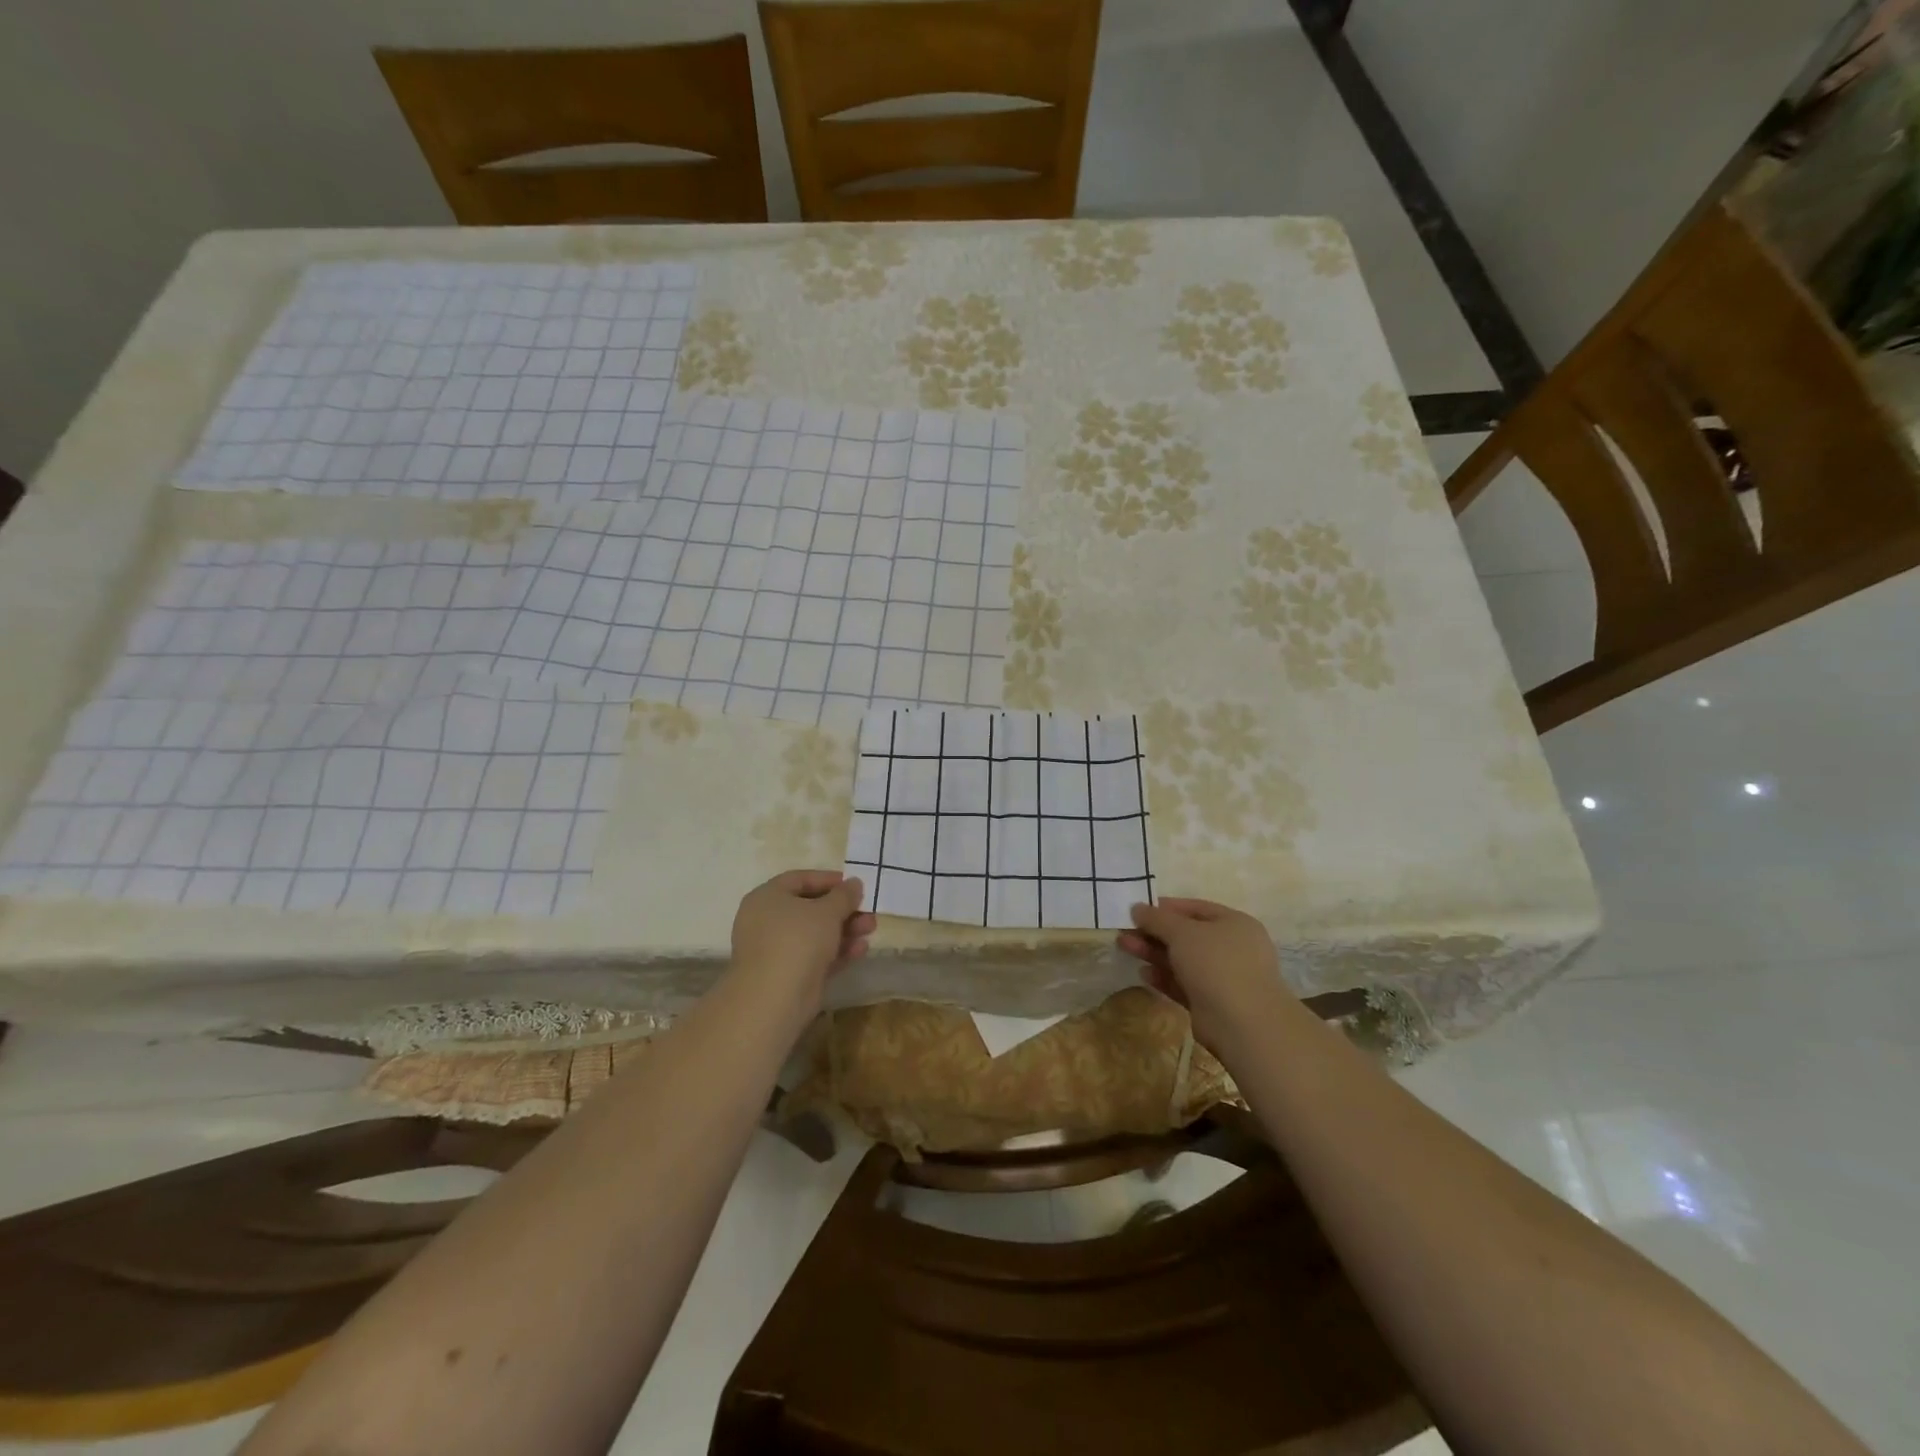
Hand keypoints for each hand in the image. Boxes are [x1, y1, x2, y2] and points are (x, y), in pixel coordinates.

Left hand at [728, 869, 874, 1009]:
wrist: (774, 998)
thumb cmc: (798, 940)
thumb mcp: (827, 911)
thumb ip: (844, 895)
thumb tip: (854, 883)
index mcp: (767, 897)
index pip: (799, 879)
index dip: (828, 879)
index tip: (854, 884)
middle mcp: (767, 920)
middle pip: (810, 908)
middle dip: (843, 909)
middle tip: (868, 910)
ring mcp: (776, 949)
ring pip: (815, 933)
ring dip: (845, 929)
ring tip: (871, 928)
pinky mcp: (788, 974)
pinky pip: (815, 956)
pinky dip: (837, 951)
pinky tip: (861, 949)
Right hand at [1116, 897, 1293, 1057]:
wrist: (1243, 1023)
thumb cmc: (1216, 963)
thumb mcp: (1182, 932)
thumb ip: (1157, 918)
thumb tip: (1137, 907)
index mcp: (1234, 923)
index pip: (1195, 908)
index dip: (1165, 907)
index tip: (1137, 910)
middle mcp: (1231, 948)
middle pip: (1186, 935)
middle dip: (1153, 932)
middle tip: (1124, 931)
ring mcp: (1223, 977)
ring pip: (1182, 960)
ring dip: (1153, 953)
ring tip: (1124, 947)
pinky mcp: (1211, 1002)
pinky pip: (1183, 984)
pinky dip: (1164, 977)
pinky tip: (1143, 974)